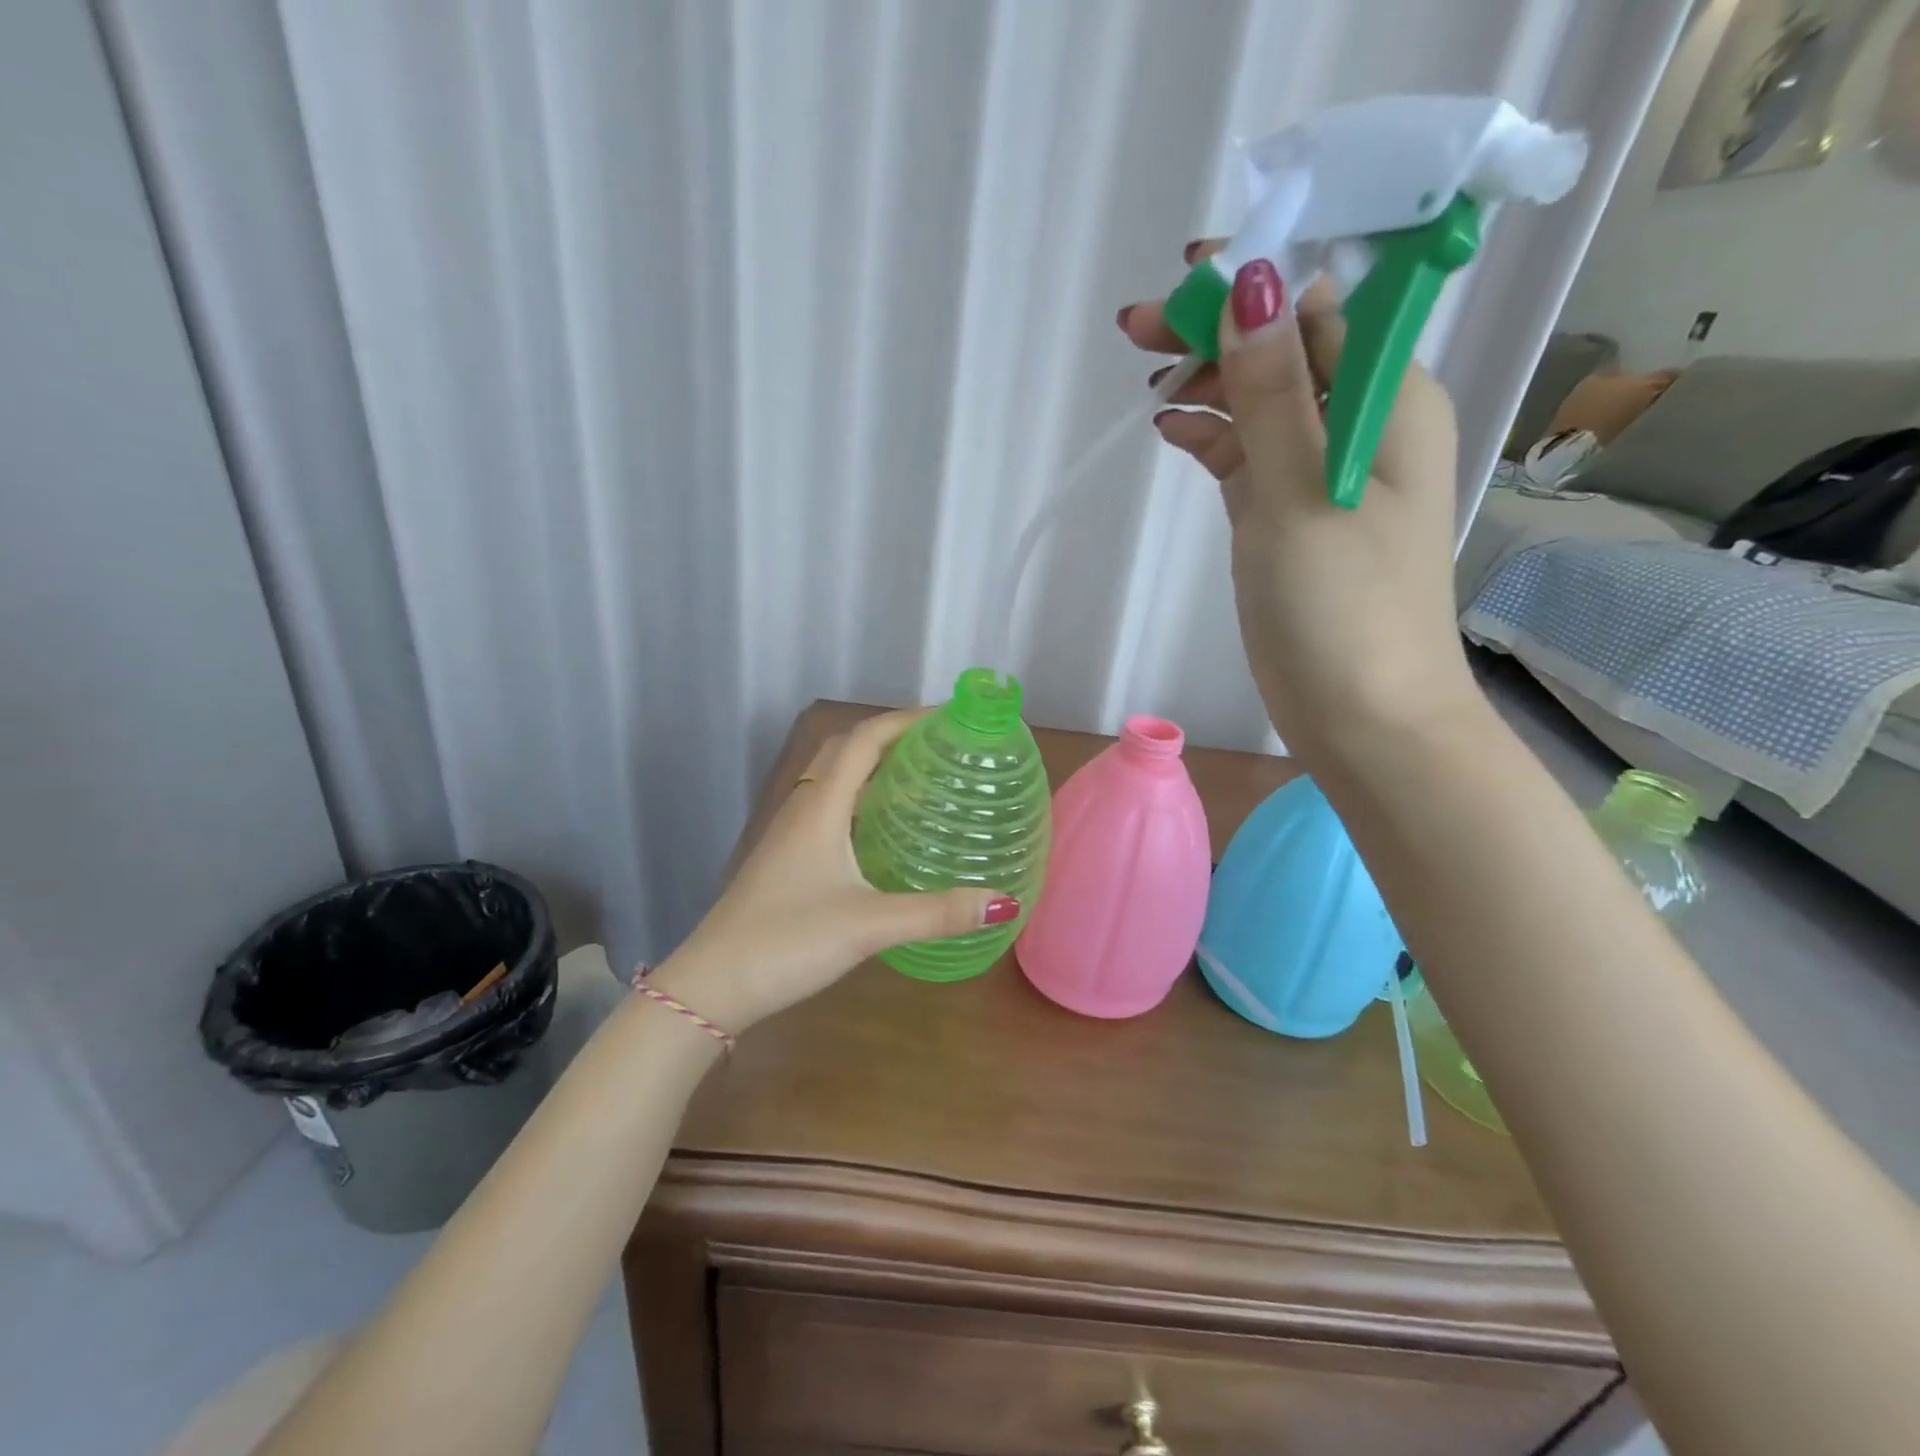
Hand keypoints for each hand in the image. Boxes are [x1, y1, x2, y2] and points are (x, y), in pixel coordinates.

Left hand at [648, 709, 1015, 1033]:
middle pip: (845, 750)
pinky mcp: (787, 858)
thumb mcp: (869, 925)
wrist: (713, 984)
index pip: (863, 740)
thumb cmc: (788, 941)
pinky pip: (829, 809)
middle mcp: (803, 808)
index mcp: (820, 806)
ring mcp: (790, 834)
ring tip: (920, 777)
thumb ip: (937, 913)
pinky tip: (883, 831)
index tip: (948, 715)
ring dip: (873, 767)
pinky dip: (860, 800)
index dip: (904, 719)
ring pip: (834, 780)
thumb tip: (1004, 901)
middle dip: (890, 736)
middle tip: (938, 744)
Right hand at [1120, 248, 1475, 759]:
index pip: (1320, 308)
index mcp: (1389, 401)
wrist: (1365, 718)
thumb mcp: (1300, 493)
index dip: (1254, 282)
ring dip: (1209, 381)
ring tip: (1149, 382)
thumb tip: (1254, 283)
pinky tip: (1170, 430)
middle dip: (1218, 329)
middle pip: (1285, 349)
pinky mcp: (1289, 515)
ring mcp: (1323, 472)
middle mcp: (1362, 423)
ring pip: (1262, 400)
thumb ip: (1274, 393)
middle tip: (1137, 331)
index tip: (1180, 280)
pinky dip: (1212, 436)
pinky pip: (1250, 453)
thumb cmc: (1343, 608)